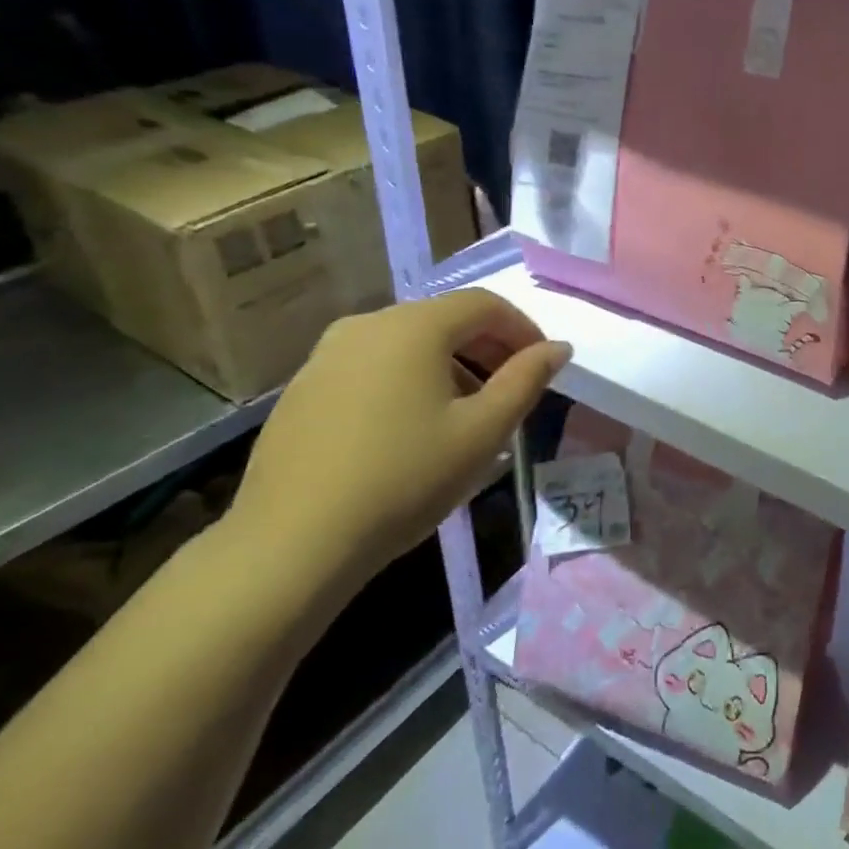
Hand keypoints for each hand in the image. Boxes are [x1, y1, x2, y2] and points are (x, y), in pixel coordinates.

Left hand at [227, 293, 570, 600]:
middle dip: (487, 348)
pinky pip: (372, 366)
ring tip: (466, 413)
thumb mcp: (483, 432)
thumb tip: (557, 348)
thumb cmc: (404, 479)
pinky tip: (411, 429)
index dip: (522, 329)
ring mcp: (327, 355)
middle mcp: (368, 324)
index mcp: (414, 326)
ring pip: (407, 343)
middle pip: (445, 319)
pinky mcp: (302, 388)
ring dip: (449, 365)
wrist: (291, 544)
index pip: (485, 304)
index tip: (542, 365)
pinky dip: (407, 380)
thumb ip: (526, 380)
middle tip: (511, 390)